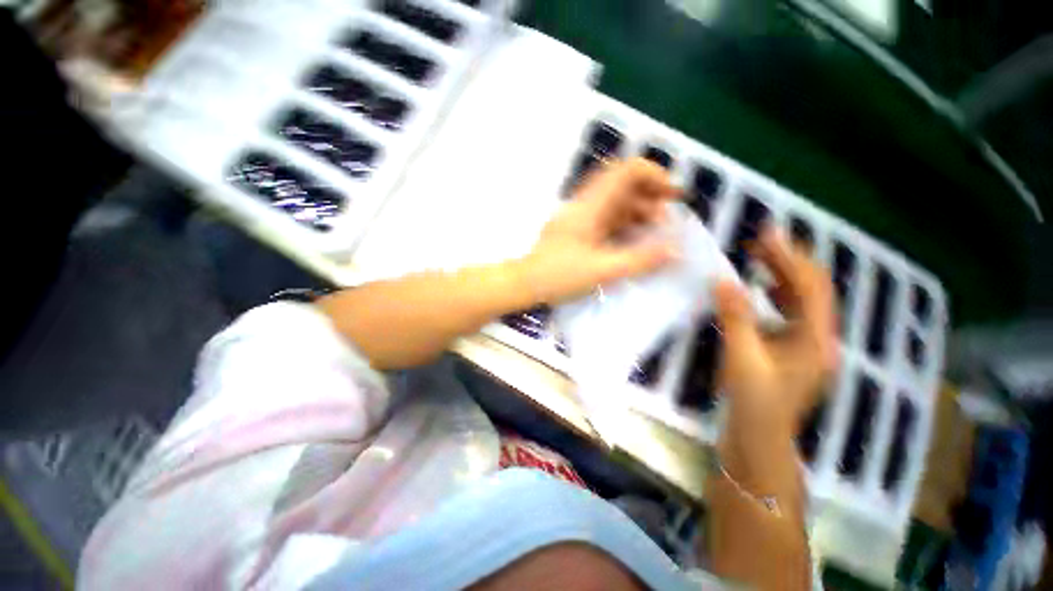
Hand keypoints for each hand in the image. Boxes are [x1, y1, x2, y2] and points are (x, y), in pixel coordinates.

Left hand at [517, 158, 679, 303]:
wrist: (525, 283)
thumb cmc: (559, 276)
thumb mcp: (602, 270)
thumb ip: (640, 260)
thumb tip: (676, 250)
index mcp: (591, 205)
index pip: (626, 170)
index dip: (655, 175)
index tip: (673, 195)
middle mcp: (586, 205)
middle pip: (624, 185)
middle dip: (651, 198)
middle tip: (667, 223)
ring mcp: (581, 217)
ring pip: (616, 204)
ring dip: (639, 214)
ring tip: (654, 236)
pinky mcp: (578, 230)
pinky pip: (607, 219)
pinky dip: (625, 226)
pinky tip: (633, 243)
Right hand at [714, 226, 838, 442]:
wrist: (759, 442)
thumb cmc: (755, 403)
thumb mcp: (742, 358)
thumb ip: (736, 317)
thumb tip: (724, 279)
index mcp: (816, 340)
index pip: (810, 286)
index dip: (790, 256)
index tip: (767, 233)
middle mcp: (819, 338)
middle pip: (811, 289)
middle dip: (788, 261)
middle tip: (760, 240)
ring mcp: (806, 345)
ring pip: (801, 300)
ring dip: (782, 276)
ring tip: (758, 257)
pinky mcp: (791, 351)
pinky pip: (788, 313)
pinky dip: (774, 295)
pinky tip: (757, 289)